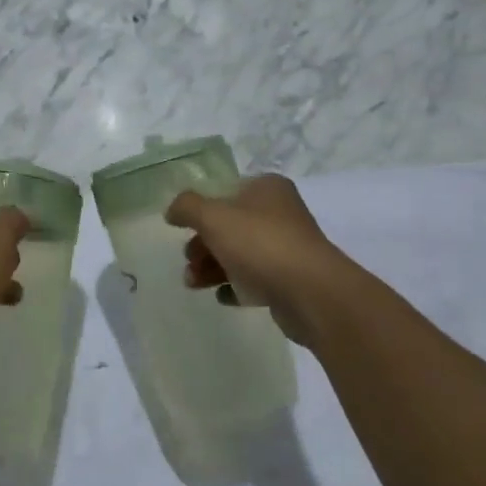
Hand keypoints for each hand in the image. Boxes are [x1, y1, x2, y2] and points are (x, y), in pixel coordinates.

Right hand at [166, 174, 352, 343]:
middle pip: (230, 224)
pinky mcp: (291, 280)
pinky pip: (256, 279)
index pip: (225, 191)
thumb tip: (172, 210)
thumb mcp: (214, 217)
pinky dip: (236, 286)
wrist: (312, 294)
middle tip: (188, 261)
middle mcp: (280, 213)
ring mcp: (288, 247)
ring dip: (212, 267)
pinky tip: (223, 296)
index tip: (182, 229)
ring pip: (240, 253)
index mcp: (266, 188)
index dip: (201, 209)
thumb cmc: (260, 244)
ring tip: (194, 284)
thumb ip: (187, 207)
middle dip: (203, 244)